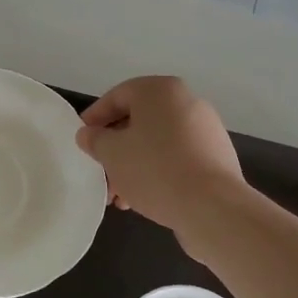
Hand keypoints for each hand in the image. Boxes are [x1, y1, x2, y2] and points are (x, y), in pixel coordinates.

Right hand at [75, 76, 245, 243]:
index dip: (94, 118)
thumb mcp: (112, 153)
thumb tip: (88, 134)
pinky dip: (157, 172)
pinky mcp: (216, 156)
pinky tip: (143, 198)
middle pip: (138, 122)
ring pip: (157, 143)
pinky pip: (177, 157)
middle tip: (100, 173)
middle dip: (115, 149)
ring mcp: (205, 129)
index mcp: (160, 91)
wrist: (212, 206)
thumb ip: (95, 139)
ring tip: (119, 196)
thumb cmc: (154, 169)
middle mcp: (186, 101)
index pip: (117, 96)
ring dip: (133, 165)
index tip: (81, 140)